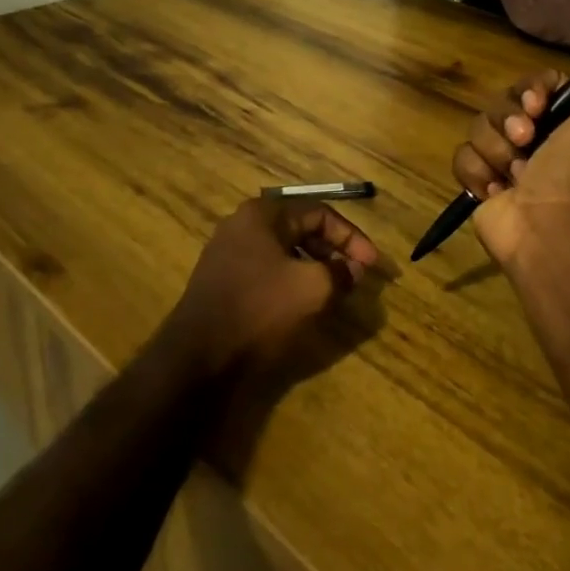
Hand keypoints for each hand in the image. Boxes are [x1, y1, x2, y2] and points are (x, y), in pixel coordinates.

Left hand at [161, 198, 381, 377]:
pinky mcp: (222, 279)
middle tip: (356, 276)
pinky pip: (267, 269)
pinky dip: (291, 279)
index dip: (351, 237)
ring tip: (335, 289)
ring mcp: (228, 252)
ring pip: (284, 250)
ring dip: (314, 265)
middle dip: (333, 250)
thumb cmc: (259, 310)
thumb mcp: (312, 288)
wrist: (198, 357)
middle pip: (300, 228)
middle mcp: (243, 224)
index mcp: (263, 214)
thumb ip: (340, 272)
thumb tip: (354, 269)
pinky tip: (304, 301)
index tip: (371, 265)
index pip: (319, 213)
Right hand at [452, 53, 569, 270]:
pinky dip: (478, 172)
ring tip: (516, 174)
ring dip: (496, 149)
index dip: (531, 88)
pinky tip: (498, 190)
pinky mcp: (481, 185)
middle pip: (501, 102)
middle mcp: (537, 139)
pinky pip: (462, 158)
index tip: (538, 104)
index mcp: (568, 121)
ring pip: (478, 128)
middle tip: (526, 139)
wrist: (554, 226)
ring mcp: (506, 163)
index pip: (534, 83)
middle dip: (509, 117)